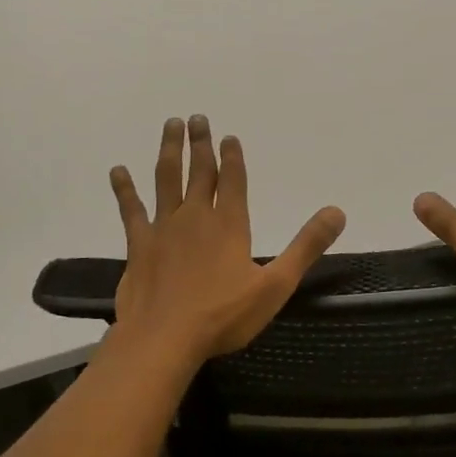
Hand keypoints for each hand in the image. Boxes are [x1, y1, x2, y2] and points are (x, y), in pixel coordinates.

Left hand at [109, 115, 346, 363]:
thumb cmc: (224, 315)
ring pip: (166, 179)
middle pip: (199, 171)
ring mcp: (163, 228)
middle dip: (201, 144)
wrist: (164, 338)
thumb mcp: (276, 285)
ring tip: (170, 125)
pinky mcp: (139, 245)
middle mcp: (196, 217)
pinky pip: (131, 209)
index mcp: (229, 224)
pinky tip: (118, 171)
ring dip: (169, 151)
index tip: (228, 136)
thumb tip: (337, 212)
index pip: (233, 181)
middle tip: (198, 118)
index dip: (232, 157)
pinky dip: (124, 189)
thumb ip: (306, 246)